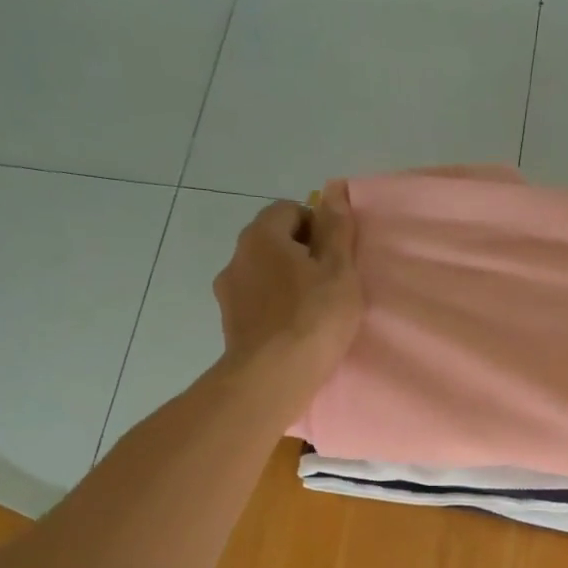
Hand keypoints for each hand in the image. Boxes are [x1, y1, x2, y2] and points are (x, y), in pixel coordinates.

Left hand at [213, 182, 362, 392]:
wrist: (273, 377)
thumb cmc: (313, 318)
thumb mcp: (339, 271)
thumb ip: (337, 230)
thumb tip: (333, 190)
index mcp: (262, 235)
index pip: (290, 210)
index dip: (317, 228)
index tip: (335, 259)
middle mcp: (237, 256)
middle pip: (273, 242)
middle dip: (300, 256)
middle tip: (329, 286)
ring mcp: (228, 292)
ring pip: (263, 275)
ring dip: (285, 284)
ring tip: (310, 313)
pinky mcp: (229, 323)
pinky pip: (256, 304)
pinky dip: (273, 310)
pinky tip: (292, 332)